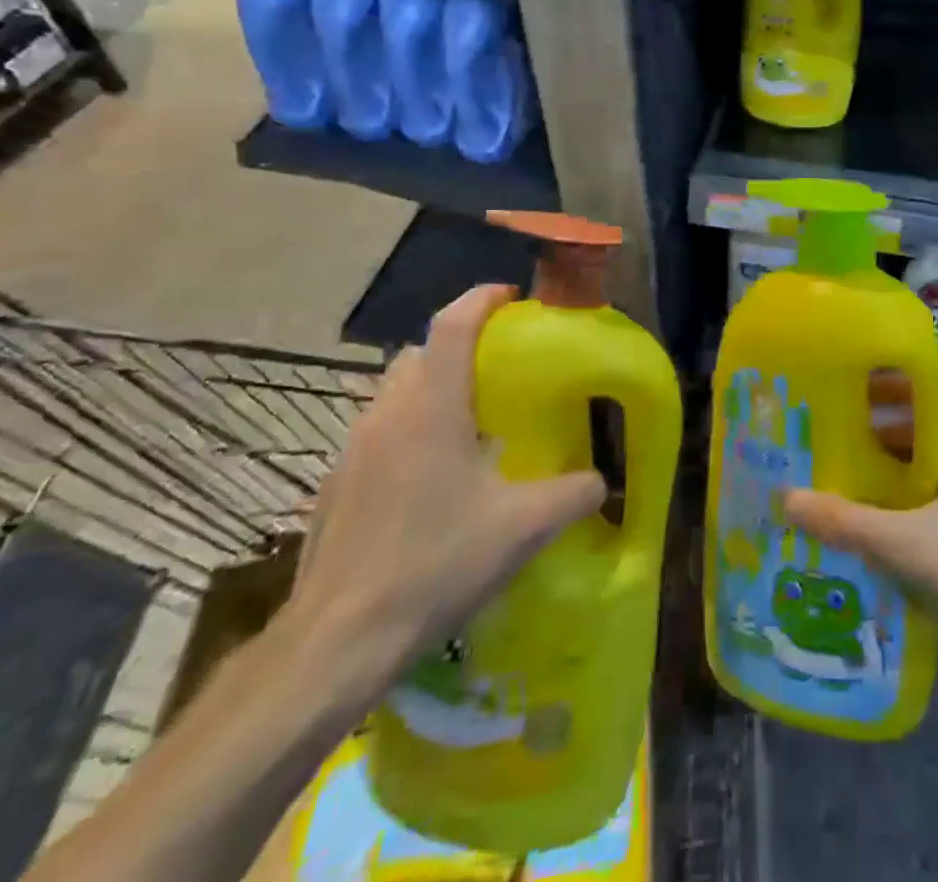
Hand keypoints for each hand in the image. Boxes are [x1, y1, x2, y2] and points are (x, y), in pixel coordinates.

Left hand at [287, 284, 606, 697]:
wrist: (336, 640)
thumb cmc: (434, 564)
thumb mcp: (521, 529)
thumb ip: (572, 494)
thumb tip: (602, 480)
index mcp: (432, 407)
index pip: (453, 324)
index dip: (482, 299)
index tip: (511, 297)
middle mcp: (387, 413)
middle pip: (421, 353)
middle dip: (459, 346)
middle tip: (500, 370)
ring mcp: (353, 449)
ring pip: (394, 392)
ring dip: (430, 388)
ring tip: (469, 424)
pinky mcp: (335, 484)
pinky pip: (377, 432)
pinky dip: (407, 429)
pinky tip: (429, 479)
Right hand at [784, 391, 937, 668]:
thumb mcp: (908, 546)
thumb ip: (847, 521)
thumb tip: (787, 497)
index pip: (932, 391)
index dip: (889, 387)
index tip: (846, 391)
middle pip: (933, 426)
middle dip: (885, 429)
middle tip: (836, 435)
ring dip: (899, 465)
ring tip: (850, 474)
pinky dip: (917, 493)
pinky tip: (885, 516)